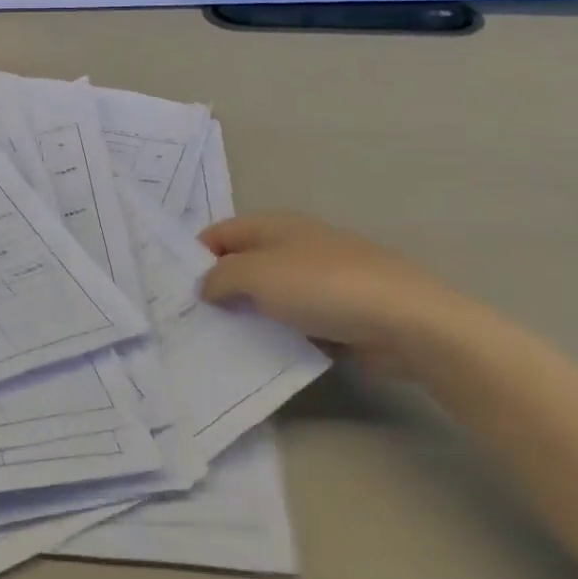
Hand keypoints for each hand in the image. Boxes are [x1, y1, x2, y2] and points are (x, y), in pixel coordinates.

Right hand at [198, 214, 485, 373]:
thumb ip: (221, 277)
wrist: (404, 320)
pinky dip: (274, 332)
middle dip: (216, 288)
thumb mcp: (257, 274)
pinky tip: (259, 353)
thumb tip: (206, 286)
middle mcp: (293, 245)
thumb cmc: (322, 286)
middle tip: (188, 320)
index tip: (173, 290)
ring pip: (266, 294)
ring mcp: (317, 278)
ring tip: (215, 341)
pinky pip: (291, 319)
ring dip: (245, 314)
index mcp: (274, 225)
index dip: (194, 256)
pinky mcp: (335, 311)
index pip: (219, 233)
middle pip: (241, 263)